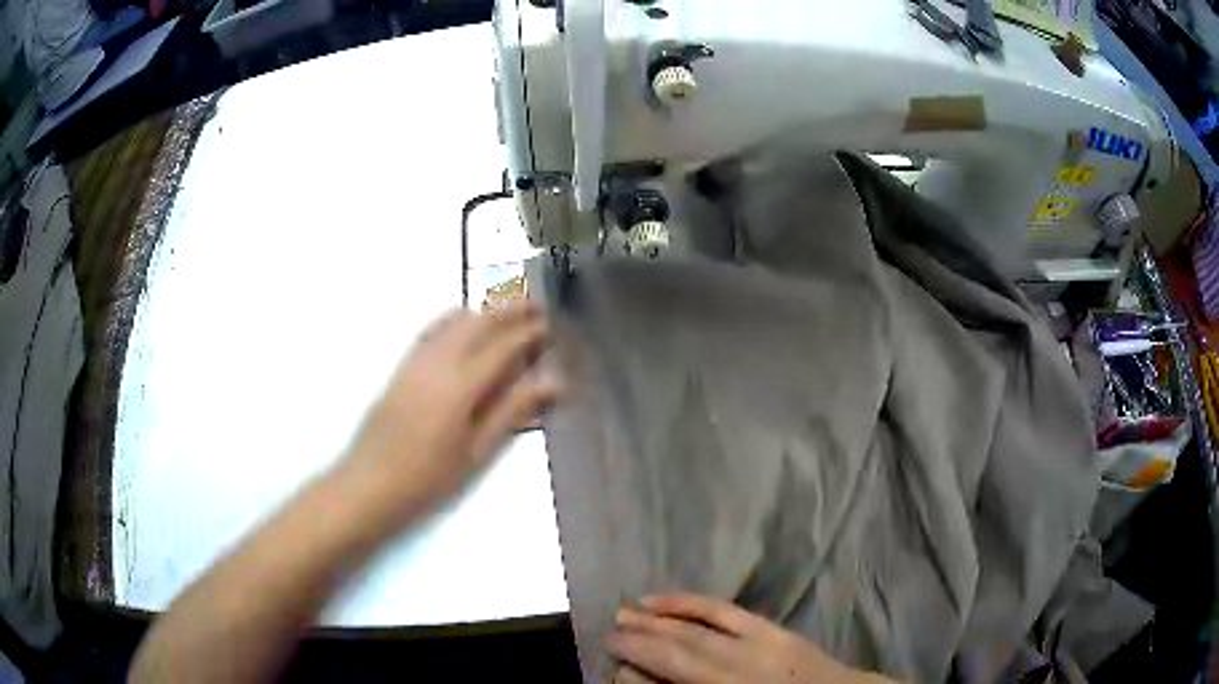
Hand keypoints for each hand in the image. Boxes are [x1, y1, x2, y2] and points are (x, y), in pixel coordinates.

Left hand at [340, 302, 558, 524]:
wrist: (371, 483)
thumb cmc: (430, 477)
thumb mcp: (477, 451)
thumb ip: (512, 411)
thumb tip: (552, 382)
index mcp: (462, 384)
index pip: (503, 345)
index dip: (529, 332)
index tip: (550, 324)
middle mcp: (439, 361)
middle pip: (479, 321)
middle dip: (509, 308)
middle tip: (536, 305)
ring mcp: (417, 360)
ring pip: (455, 320)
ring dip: (484, 310)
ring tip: (507, 311)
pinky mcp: (402, 367)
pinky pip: (433, 329)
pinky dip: (455, 319)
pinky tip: (463, 325)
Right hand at [608, 594, 895, 683]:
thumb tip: (648, 679)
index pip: (676, 673)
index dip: (639, 667)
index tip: (611, 660)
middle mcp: (738, 669)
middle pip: (679, 652)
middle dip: (639, 642)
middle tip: (606, 632)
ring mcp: (757, 644)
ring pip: (697, 628)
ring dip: (657, 619)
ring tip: (625, 610)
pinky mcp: (772, 627)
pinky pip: (724, 610)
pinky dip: (691, 603)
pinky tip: (666, 598)